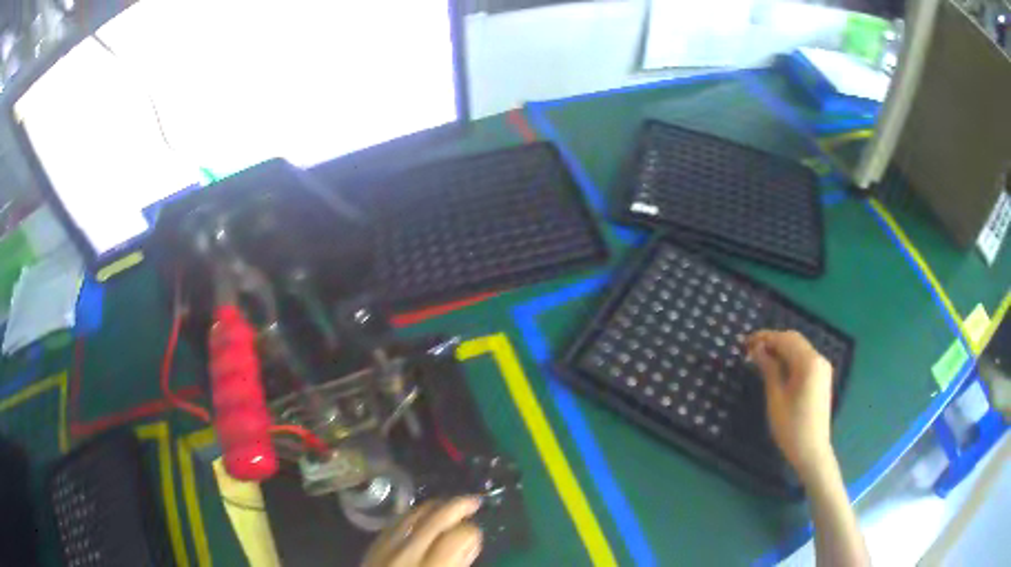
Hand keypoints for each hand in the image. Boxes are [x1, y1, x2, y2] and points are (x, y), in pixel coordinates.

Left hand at [362, 497, 482, 566]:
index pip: (455, 537)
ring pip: (409, 518)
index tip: (478, 534)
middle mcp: (406, 557)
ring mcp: (383, 552)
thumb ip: (459, 564)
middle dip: (455, 507)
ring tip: (449, 505)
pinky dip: (409, 517)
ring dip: (432, 508)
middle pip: (432, 522)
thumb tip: (469, 542)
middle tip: (474, 501)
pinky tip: (418, 517)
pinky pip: (391, 526)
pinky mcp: (370, 552)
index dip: (471, 531)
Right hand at [746, 330, 834, 480]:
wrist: (812, 451)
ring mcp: (822, 368)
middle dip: (772, 341)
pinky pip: (804, 359)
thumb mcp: (776, 398)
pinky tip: (776, 367)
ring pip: (799, 348)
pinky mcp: (821, 377)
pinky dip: (789, 358)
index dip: (764, 338)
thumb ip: (768, 369)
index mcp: (808, 363)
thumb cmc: (791, 427)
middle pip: (794, 340)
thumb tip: (757, 349)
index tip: (745, 343)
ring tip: (760, 359)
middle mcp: (819, 359)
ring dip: (780, 349)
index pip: (785, 339)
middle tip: (750, 350)